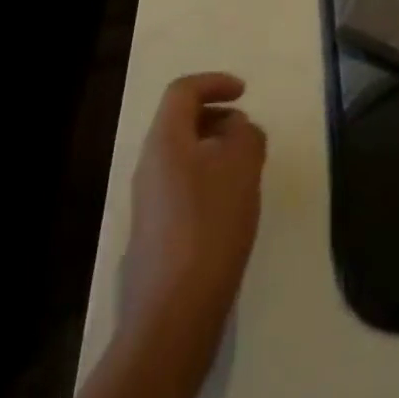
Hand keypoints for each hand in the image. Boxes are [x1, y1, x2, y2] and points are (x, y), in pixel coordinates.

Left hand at [120, 73, 266, 350]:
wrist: (173, 315)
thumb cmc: (210, 224)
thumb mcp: (242, 164)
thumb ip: (246, 133)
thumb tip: (238, 130)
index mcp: (165, 140)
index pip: (184, 90)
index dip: (215, 82)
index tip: (245, 92)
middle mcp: (150, 164)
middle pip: (182, 122)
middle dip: (219, 119)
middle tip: (249, 134)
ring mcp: (149, 202)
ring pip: (185, 156)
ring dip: (217, 152)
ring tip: (248, 171)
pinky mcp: (156, 234)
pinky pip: (184, 187)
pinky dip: (210, 181)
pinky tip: (233, 209)